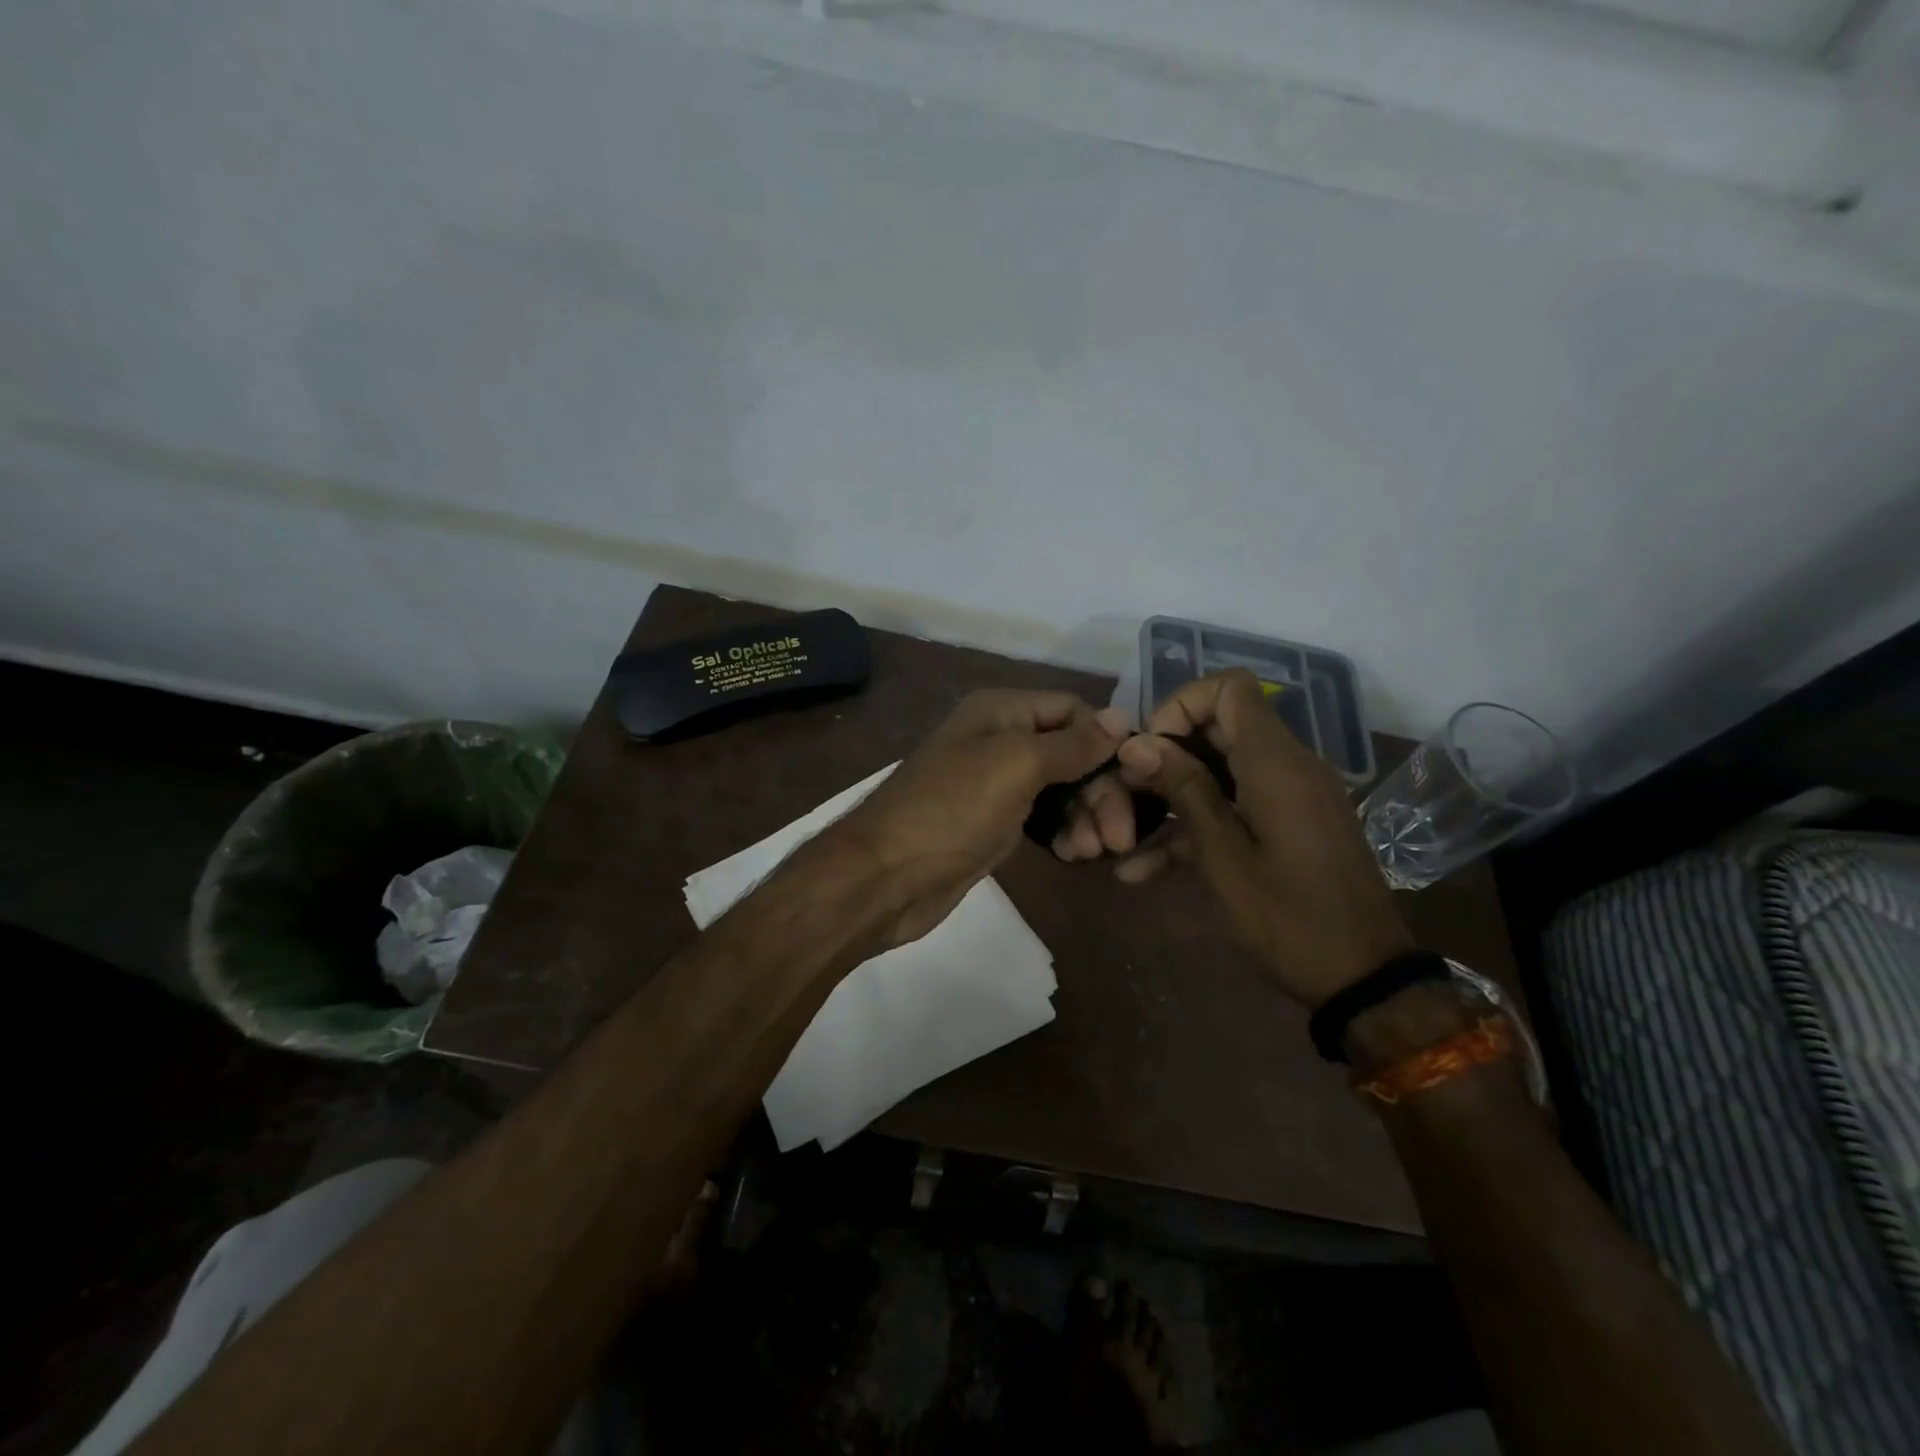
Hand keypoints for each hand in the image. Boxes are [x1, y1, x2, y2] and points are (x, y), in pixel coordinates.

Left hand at [823, 689, 1128, 948]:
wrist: (887, 877)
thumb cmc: (952, 810)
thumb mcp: (1015, 765)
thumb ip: (1070, 744)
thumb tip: (1120, 718)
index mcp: (1001, 710)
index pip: (1073, 710)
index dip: (1106, 740)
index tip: (1138, 778)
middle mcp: (1000, 739)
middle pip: (1072, 753)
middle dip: (1100, 791)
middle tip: (1119, 837)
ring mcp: (997, 783)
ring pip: (1062, 789)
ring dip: (1085, 816)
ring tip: (1092, 852)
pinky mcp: (995, 822)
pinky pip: (1044, 818)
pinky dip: (1063, 832)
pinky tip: (1073, 854)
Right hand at [1103, 669, 1412, 1006]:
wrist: (1364, 979)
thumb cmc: (1289, 918)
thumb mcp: (1224, 856)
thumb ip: (1184, 791)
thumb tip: (1138, 742)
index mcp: (1275, 764)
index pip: (1229, 688)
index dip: (1181, 705)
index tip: (1150, 750)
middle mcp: (1288, 766)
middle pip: (1219, 728)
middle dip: (1166, 755)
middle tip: (1129, 795)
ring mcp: (1291, 796)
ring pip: (1220, 770)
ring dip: (1173, 796)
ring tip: (1123, 836)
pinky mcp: (1290, 824)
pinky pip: (1237, 805)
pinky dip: (1197, 825)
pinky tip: (1144, 870)